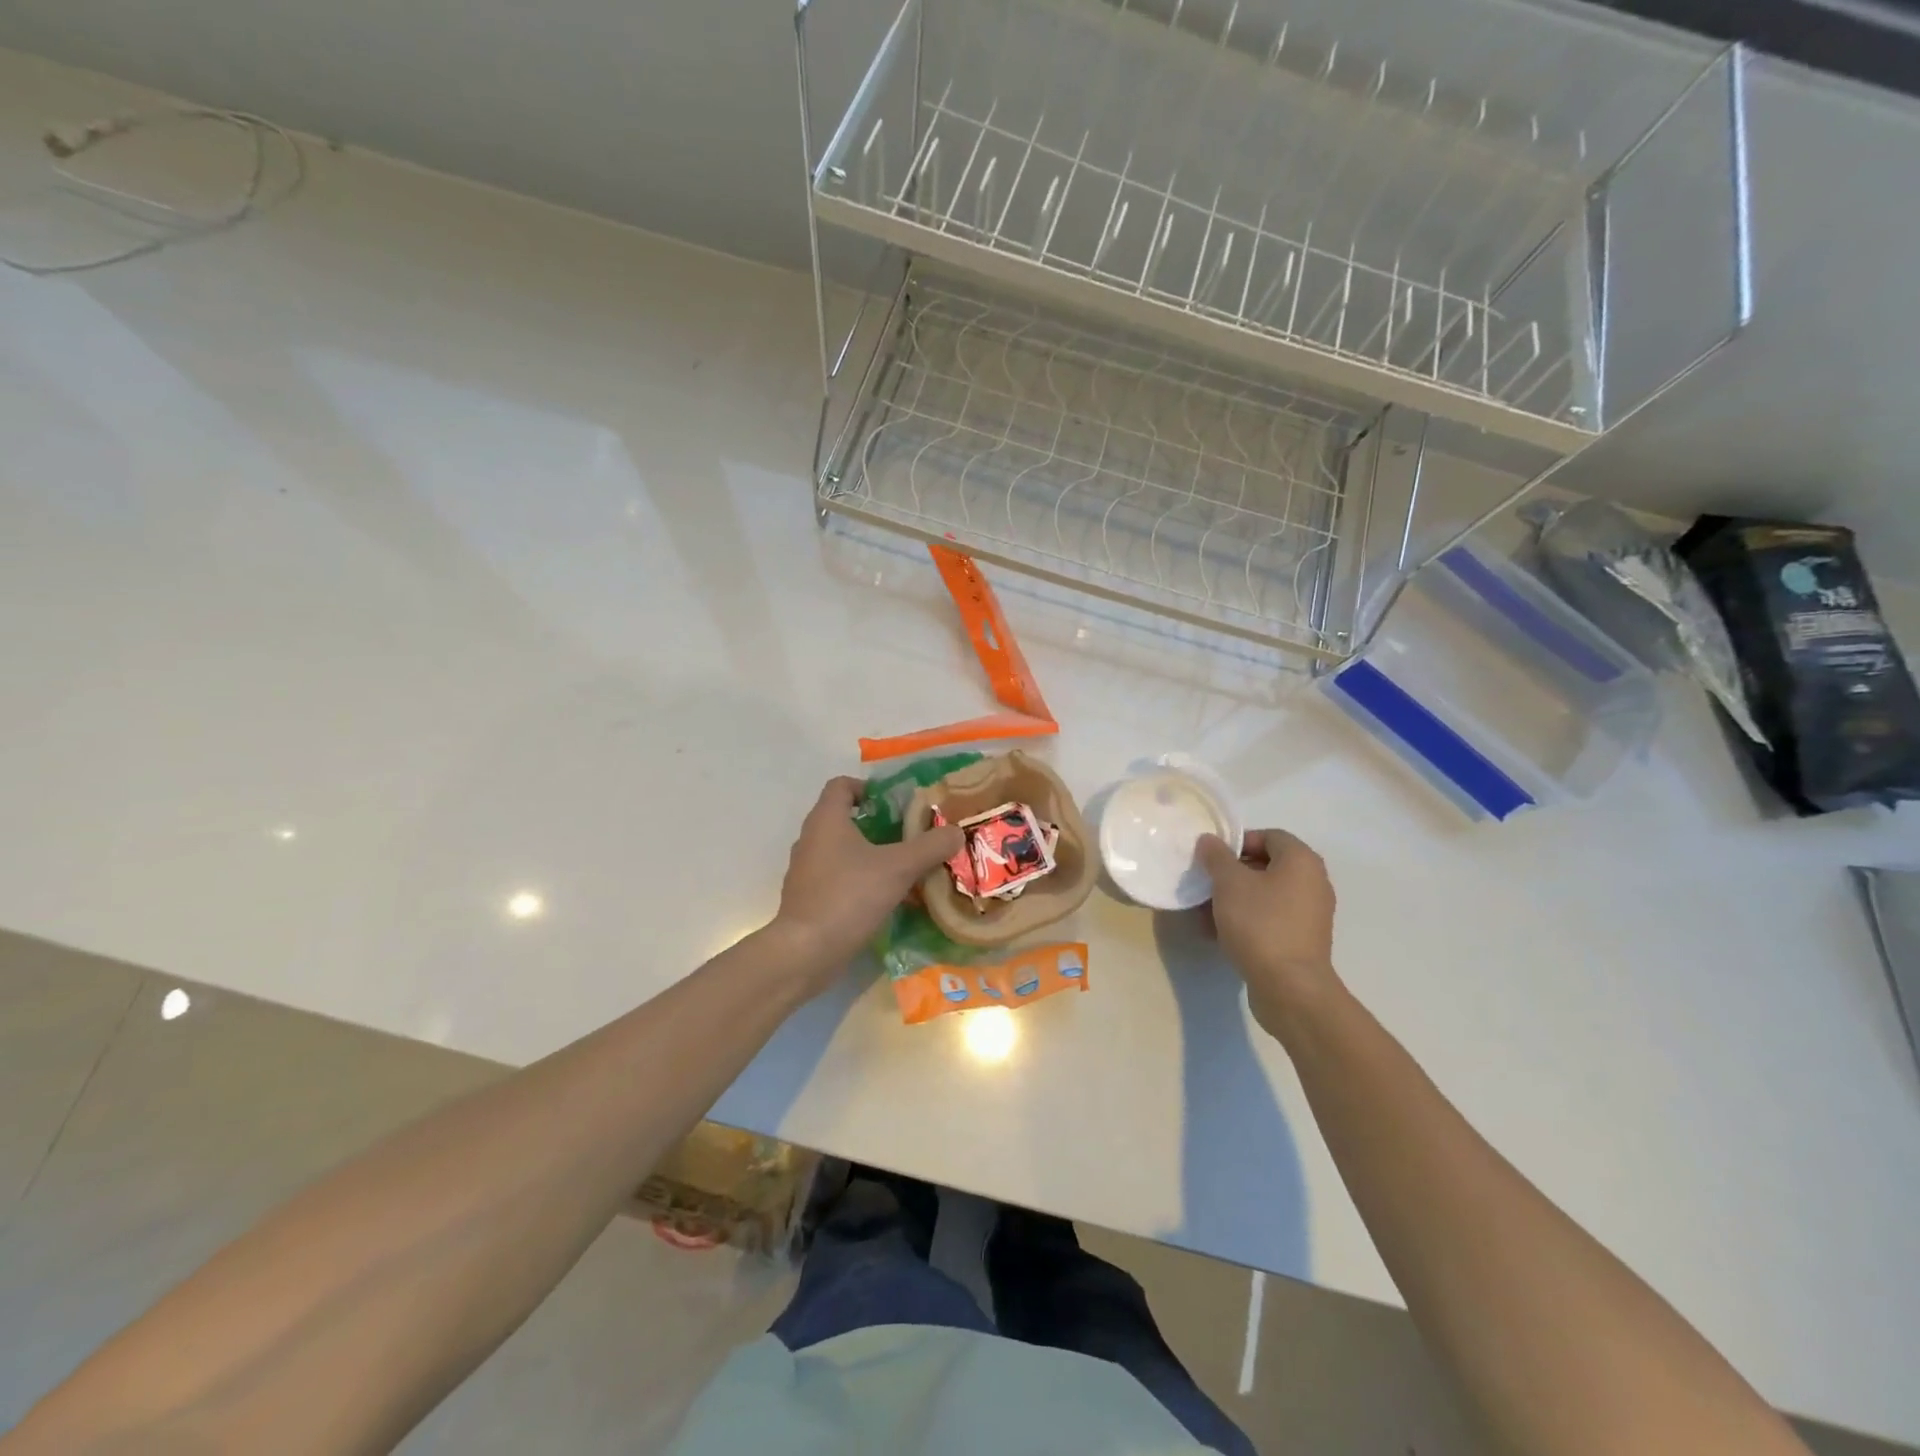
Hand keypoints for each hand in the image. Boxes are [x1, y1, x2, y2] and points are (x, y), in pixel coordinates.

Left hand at [770, 777, 965, 995]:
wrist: (806, 952)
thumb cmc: (849, 896)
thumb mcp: (898, 868)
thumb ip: (929, 846)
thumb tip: (956, 831)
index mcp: (826, 820)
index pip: (841, 785)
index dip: (868, 788)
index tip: (894, 803)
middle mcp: (810, 839)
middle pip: (843, 819)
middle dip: (877, 825)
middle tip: (908, 836)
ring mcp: (805, 870)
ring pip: (840, 851)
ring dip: (868, 855)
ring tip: (901, 869)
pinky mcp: (806, 898)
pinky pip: (836, 878)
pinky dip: (857, 881)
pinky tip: (882, 898)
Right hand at [1197, 829, 1339, 1039]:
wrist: (1289, 987)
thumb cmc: (1260, 924)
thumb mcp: (1229, 883)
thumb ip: (1216, 857)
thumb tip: (1209, 841)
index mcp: (1301, 861)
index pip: (1269, 836)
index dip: (1238, 842)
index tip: (1211, 858)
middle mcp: (1312, 883)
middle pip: (1266, 865)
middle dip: (1231, 873)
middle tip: (1204, 884)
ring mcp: (1309, 914)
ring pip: (1265, 895)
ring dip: (1234, 898)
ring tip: (1205, 912)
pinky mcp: (1302, 940)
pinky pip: (1270, 918)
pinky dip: (1246, 920)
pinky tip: (1219, 933)